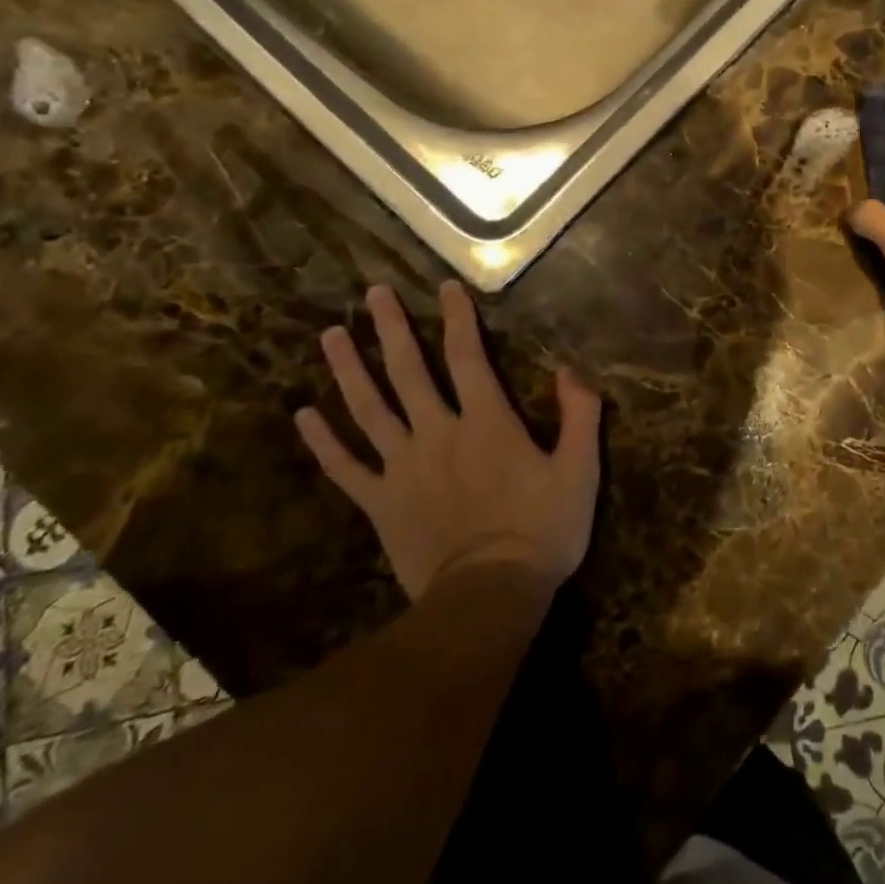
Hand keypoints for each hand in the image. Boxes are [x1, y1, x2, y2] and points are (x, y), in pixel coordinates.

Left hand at [295, 282, 601, 602]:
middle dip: (391, 329)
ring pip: (369, 409)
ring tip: (331, 335)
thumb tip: (570, 370)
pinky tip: (303, 414)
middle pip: (408, 372)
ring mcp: (402, 467)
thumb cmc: (542, 530)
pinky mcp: (380, 503)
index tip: (445, 286)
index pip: (468, 357)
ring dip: (349, 369)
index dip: (457, 318)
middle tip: (373, 293)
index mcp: (486, 422)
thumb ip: (580, 415)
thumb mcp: (580, 470)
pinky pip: (345, 467)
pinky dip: (323, 441)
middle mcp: (438, 433)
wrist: (489, 598)